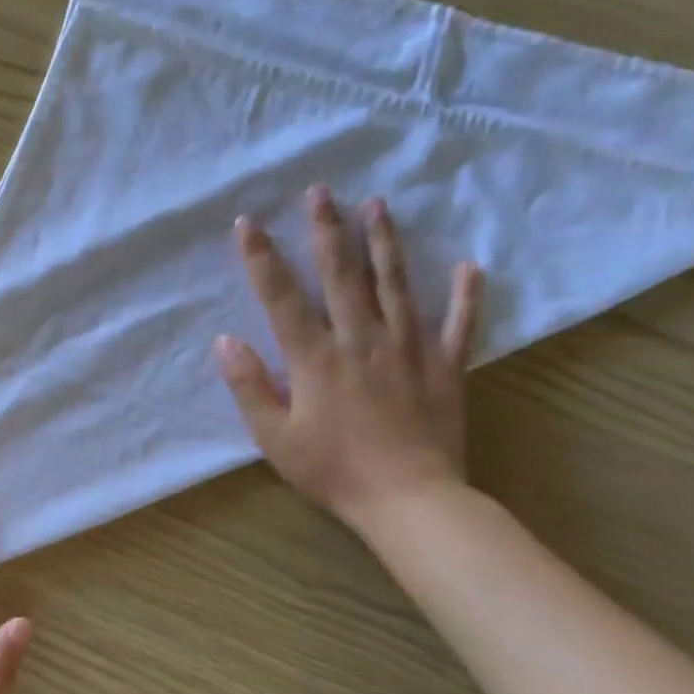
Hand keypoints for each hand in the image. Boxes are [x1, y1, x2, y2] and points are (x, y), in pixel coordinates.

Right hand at [214, 186, 482, 531]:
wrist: (410, 501)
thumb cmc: (333, 470)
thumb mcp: (274, 437)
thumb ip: (249, 386)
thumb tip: (225, 341)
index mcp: (315, 358)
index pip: (282, 298)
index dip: (262, 259)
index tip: (248, 223)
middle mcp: (361, 341)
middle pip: (341, 276)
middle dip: (327, 231)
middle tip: (320, 192)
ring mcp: (408, 349)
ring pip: (395, 286)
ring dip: (383, 243)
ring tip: (377, 205)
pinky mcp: (445, 367)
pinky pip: (459, 325)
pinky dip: (466, 295)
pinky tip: (469, 266)